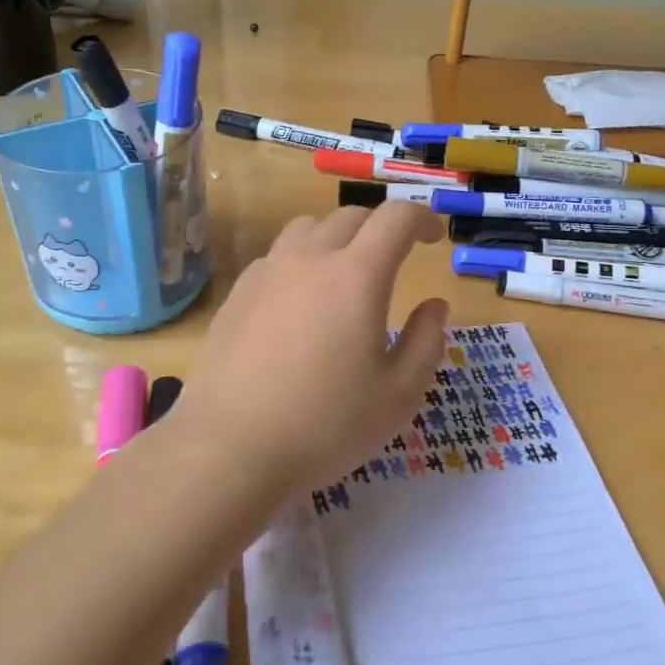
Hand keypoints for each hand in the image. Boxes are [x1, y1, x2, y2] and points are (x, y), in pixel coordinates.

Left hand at [172, 203, 449, 503]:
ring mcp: (267, 272)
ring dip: (336, 238)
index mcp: (356, 275)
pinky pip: (276, 257)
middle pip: (351, 217)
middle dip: (381, 228)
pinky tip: (298, 303)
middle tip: (396, 258)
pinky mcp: (237, 294)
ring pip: (307, 229)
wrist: (230, 447)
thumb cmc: (326, 425)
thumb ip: (427, 341)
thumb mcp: (399, 395)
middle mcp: (309, 259)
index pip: (395, 218)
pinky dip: (299, 262)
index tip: (433, 237)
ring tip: (344, 273)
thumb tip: (434, 305)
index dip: (422, 217)